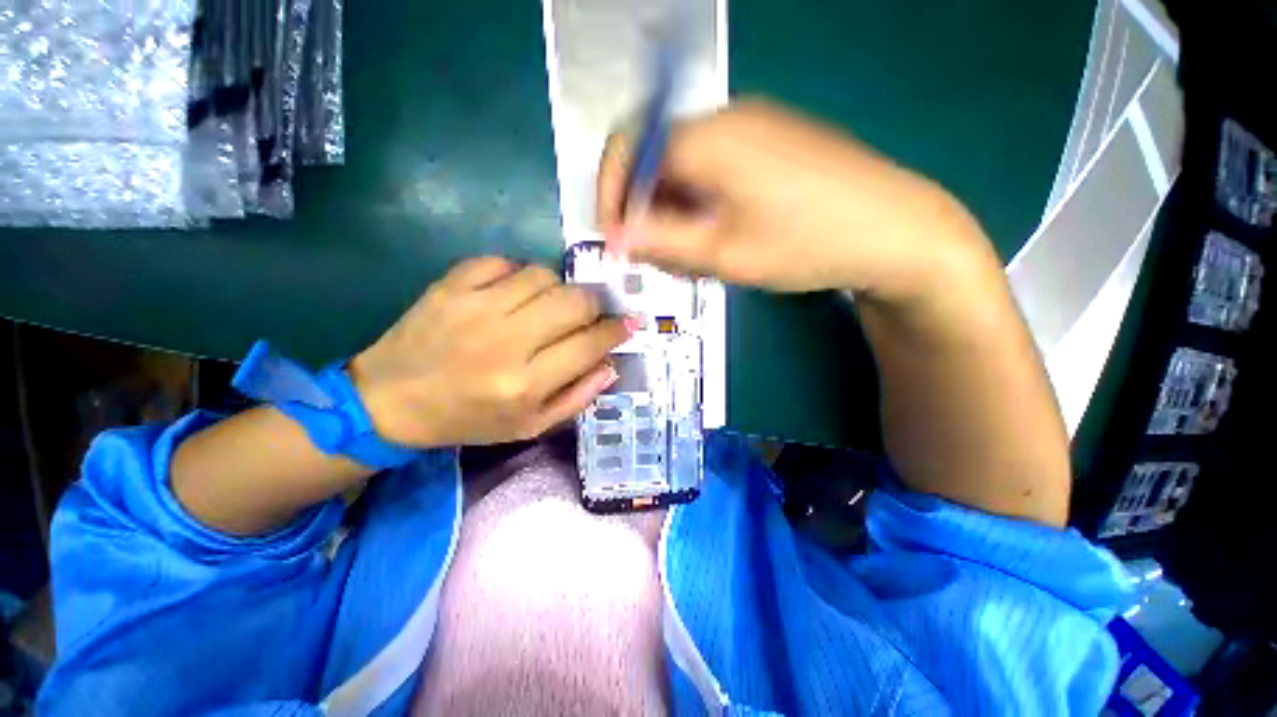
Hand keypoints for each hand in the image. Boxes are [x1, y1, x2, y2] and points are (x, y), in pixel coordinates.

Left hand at [349, 257, 632, 447]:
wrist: (390, 401)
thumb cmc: (468, 419)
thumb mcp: (529, 426)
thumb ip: (577, 397)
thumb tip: (610, 364)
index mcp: (525, 384)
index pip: (590, 344)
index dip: (616, 330)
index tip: (627, 323)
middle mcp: (505, 342)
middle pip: (574, 301)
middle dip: (594, 305)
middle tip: (589, 313)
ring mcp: (475, 307)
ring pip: (544, 275)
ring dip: (557, 289)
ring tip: (547, 305)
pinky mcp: (451, 285)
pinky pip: (503, 262)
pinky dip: (518, 274)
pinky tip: (511, 293)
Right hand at [597, 100, 987, 299]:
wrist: (895, 230)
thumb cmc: (808, 245)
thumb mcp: (724, 254)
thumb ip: (662, 243)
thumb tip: (616, 237)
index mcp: (708, 138)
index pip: (629, 148)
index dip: (612, 195)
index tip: (615, 238)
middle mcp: (726, 119)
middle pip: (656, 158)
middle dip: (647, 210)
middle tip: (660, 256)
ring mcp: (751, 127)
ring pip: (684, 167)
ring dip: (675, 211)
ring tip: (694, 254)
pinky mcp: (768, 143)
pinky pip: (712, 168)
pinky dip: (700, 203)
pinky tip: (718, 234)